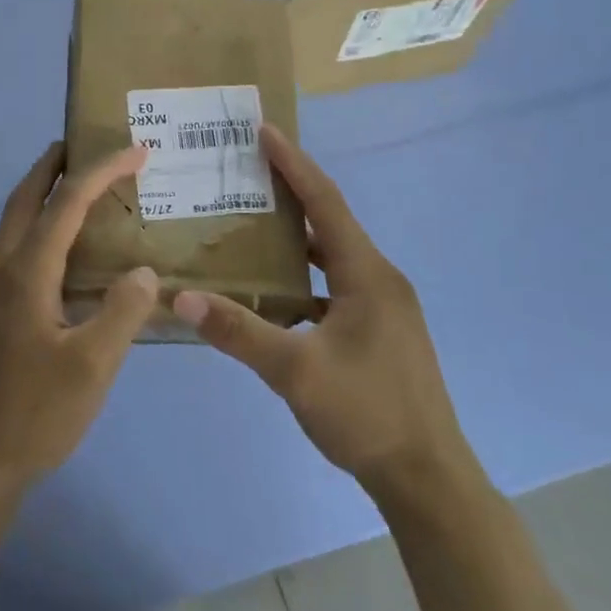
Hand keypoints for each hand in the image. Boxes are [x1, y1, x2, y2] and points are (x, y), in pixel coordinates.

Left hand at [0, 143, 158, 507]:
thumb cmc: (32, 414)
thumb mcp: (91, 367)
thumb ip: (122, 312)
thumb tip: (143, 272)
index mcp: (25, 272)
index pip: (66, 202)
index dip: (102, 171)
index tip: (137, 151)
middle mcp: (1, 269)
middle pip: (25, 198)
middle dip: (54, 164)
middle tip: (87, 145)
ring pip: (16, 223)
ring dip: (45, 194)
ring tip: (82, 188)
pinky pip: (18, 249)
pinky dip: (42, 227)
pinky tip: (67, 253)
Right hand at [173, 126, 479, 501]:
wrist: (427, 478)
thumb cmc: (366, 413)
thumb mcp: (295, 371)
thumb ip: (239, 331)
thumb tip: (183, 297)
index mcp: (367, 275)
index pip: (326, 203)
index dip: (294, 164)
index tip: (265, 131)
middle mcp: (380, 280)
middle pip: (331, 223)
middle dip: (291, 194)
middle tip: (246, 174)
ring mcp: (384, 308)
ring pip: (333, 258)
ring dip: (297, 239)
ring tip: (252, 225)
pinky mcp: (380, 332)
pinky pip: (335, 288)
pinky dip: (304, 278)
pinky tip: (274, 294)